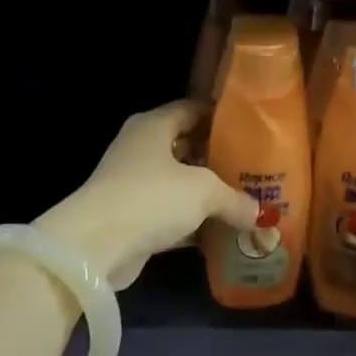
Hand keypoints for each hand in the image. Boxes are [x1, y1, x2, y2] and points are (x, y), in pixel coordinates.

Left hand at [41, 100, 264, 288]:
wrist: (95, 246)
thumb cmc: (151, 198)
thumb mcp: (204, 191)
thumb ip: (235, 198)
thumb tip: (259, 214)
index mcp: (153, 126)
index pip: (192, 109)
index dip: (220, 116)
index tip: (250, 128)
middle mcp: (141, 149)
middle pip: (187, 146)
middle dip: (218, 158)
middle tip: (253, 167)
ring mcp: (134, 184)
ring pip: (180, 183)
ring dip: (207, 194)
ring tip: (245, 199)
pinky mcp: (132, 218)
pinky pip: (171, 214)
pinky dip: (193, 222)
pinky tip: (222, 231)